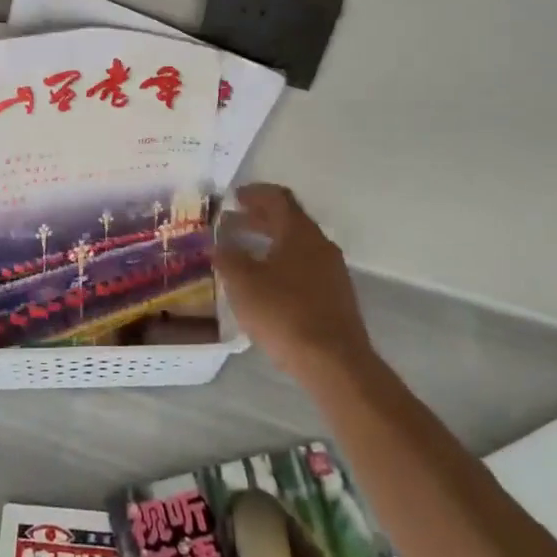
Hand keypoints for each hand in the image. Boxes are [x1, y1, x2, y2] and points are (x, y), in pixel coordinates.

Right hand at [214, 184, 374, 380]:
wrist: (335, 363)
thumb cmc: (284, 313)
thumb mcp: (243, 283)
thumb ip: (228, 257)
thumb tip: (220, 244)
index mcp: (300, 232)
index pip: (278, 198)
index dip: (254, 193)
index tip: (234, 197)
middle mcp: (320, 245)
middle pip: (288, 220)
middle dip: (258, 219)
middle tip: (231, 223)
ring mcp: (332, 272)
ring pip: (297, 246)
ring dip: (270, 243)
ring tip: (244, 254)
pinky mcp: (336, 297)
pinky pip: (304, 268)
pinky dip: (282, 264)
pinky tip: (265, 284)